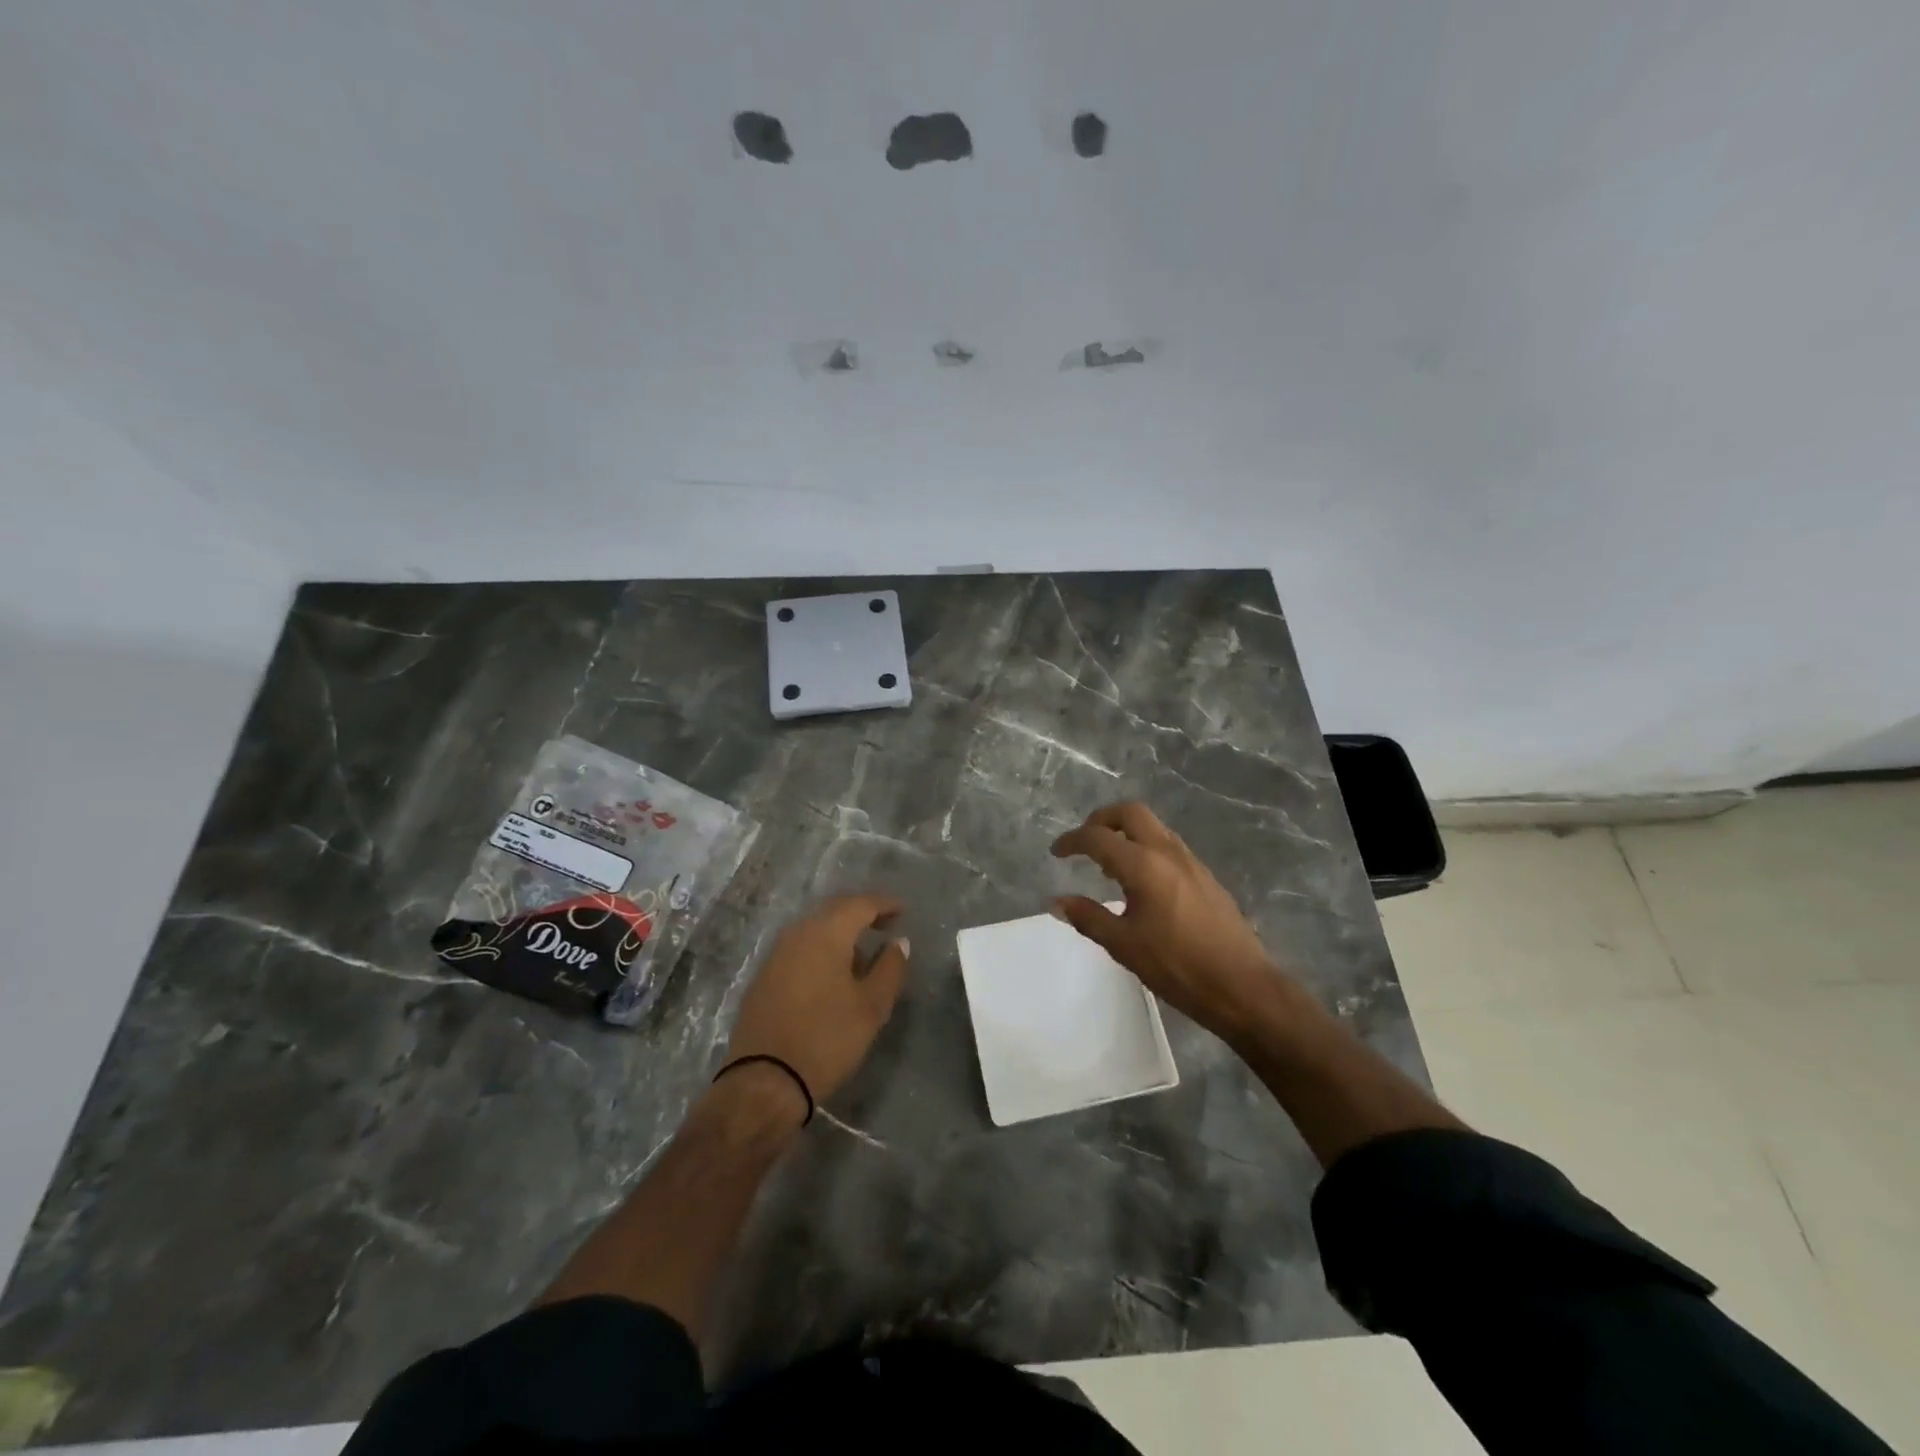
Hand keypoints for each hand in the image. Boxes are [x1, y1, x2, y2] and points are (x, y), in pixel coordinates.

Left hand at [724, 895, 911, 1108]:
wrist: (764, 1082)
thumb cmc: (826, 1039)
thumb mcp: (871, 1007)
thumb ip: (890, 968)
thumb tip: (899, 942)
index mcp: (826, 933)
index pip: (860, 904)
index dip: (885, 904)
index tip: (904, 910)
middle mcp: (797, 933)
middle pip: (835, 911)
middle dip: (862, 913)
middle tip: (885, 924)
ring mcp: (776, 954)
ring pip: (814, 929)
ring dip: (840, 933)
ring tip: (863, 953)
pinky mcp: (764, 976)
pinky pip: (800, 948)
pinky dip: (821, 950)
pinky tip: (832, 973)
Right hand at [1052, 802, 1282, 1041]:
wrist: (1242, 986)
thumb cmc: (1178, 966)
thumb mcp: (1124, 945)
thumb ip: (1088, 917)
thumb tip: (1057, 902)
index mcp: (1144, 865)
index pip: (1098, 838)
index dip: (1072, 841)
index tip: (1056, 852)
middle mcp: (1168, 853)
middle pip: (1130, 813)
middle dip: (1102, 819)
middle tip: (1084, 842)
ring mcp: (1191, 862)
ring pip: (1153, 827)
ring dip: (1126, 833)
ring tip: (1108, 865)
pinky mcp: (1205, 876)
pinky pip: (1168, 846)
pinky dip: (1145, 848)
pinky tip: (1140, 882)